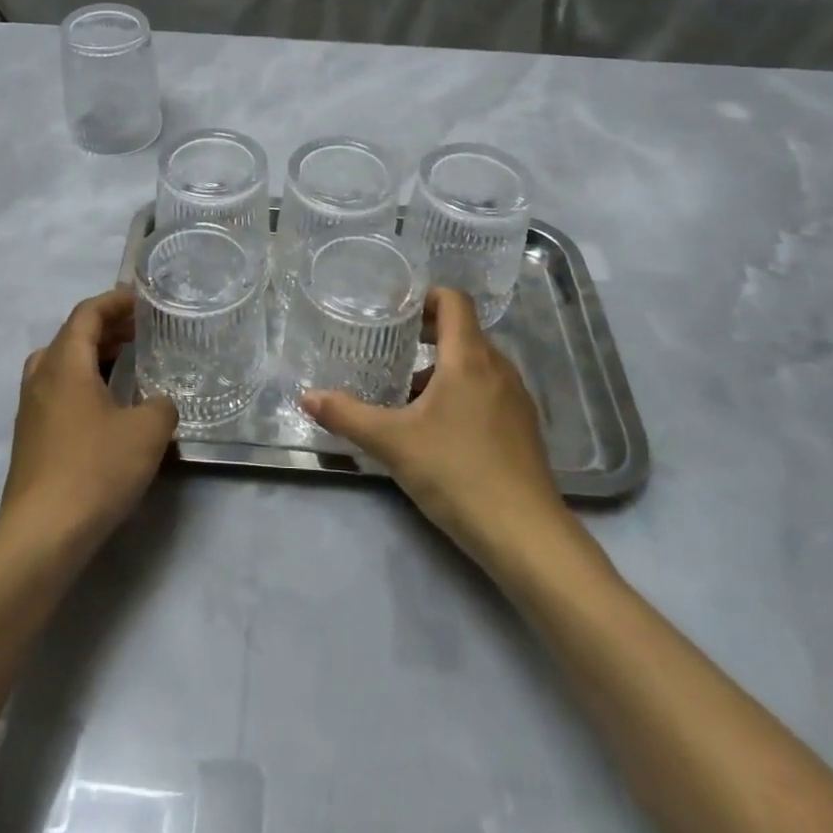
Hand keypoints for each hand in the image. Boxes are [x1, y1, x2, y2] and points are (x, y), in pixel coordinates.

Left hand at [0, 290, 178, 556]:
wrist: (42, 535)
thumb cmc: (95, 469)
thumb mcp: (147, 431)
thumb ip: (161, 406)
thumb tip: (159, 403)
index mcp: (65, 363)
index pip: (87, 313)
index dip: (115, 301)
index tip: (143, 301)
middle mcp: (41, 378)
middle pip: (71, 336)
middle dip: (106, 329)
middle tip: (140, 332)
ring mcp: (31, 410)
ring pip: (61, 366)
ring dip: (93, 358)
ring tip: (127, 365)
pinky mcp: (31, 440)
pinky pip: (58, 394)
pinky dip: (84, 385)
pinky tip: (109, 409)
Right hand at [302, 288, 574, 569]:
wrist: (525, 536)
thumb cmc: (456, 473)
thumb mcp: (392, 443)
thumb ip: (347, 415)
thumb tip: (307, 397)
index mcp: (469, 358)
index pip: (454, 301)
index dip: (424, 296)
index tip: (394, 310)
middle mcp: (498, 368)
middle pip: (463, 332)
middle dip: (426, 335)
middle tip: (388, 348)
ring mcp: (516, 399)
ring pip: (475, 364)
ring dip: (442, 368)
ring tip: (405, 393)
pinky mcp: (523, 428)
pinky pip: (488, 391)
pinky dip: (461, 393)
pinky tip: (437, 428)